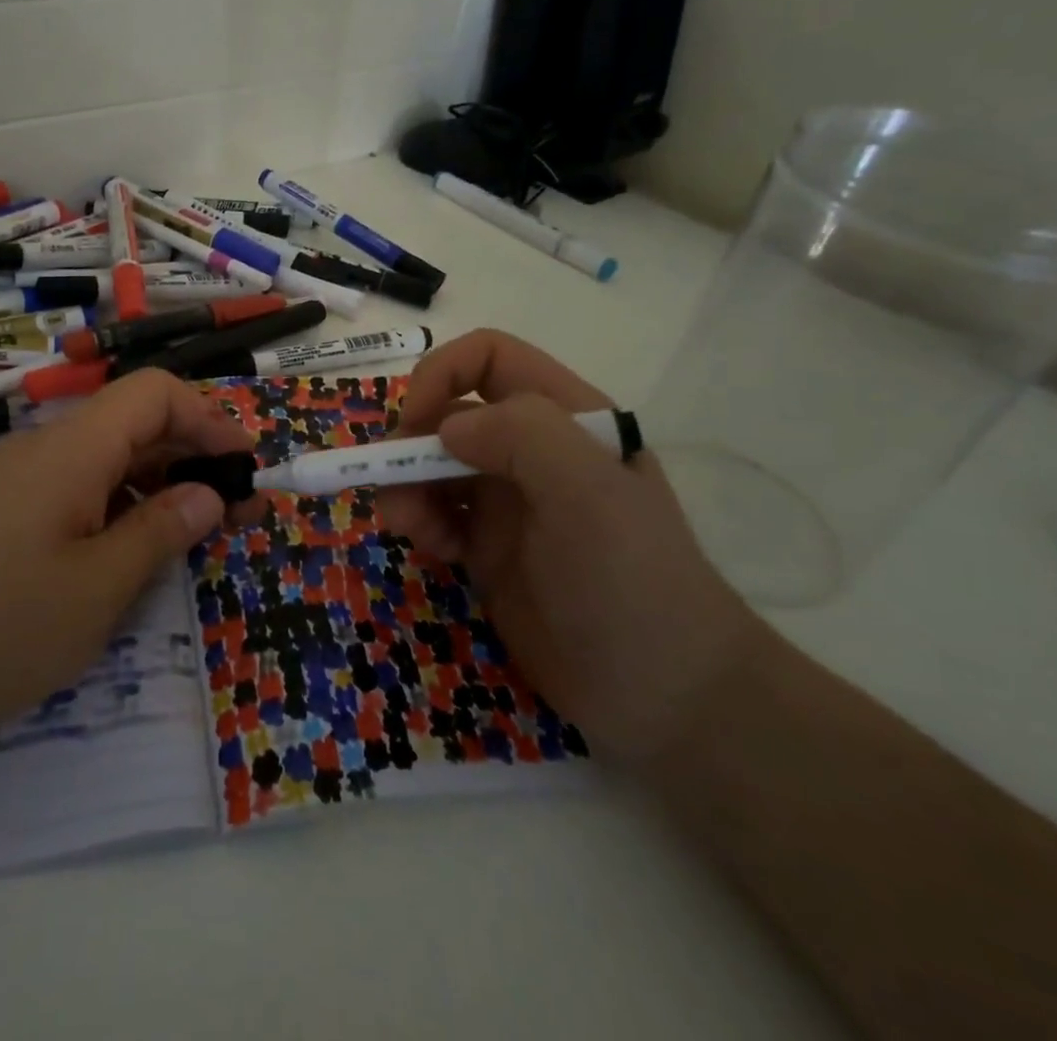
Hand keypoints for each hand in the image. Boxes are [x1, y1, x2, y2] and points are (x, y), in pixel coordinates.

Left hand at [0, 369, 259, 748]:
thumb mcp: (94, 589)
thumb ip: (159, 534)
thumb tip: (207, 494)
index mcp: (74, 449)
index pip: (155, 393)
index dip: (210, 419)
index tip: (247, 465)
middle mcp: (46, 450)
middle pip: (134, 425)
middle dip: (194, 458)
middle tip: (240, 511)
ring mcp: (17, 483)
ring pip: (106, 463)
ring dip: (158, 488)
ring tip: (197, 536)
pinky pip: (75, 494)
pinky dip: (118, 512)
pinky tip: (128, 556)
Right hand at [380, 329, 766, 763]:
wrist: (665, 698)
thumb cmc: (631, 581)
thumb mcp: (589, 494)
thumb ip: (522, 436)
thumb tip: (446, 428)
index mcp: (564, 417)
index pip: (489, 358)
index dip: (441, 374)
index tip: (414, 421)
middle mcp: (532, 449)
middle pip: (448, 413)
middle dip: (411, 441)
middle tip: (391, 483)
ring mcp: (508, 500)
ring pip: (432, 464)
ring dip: (405, 485)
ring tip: (404, 526)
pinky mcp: (488, 548)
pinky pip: (435, 513)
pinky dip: (419, 521)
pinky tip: (430, 550)